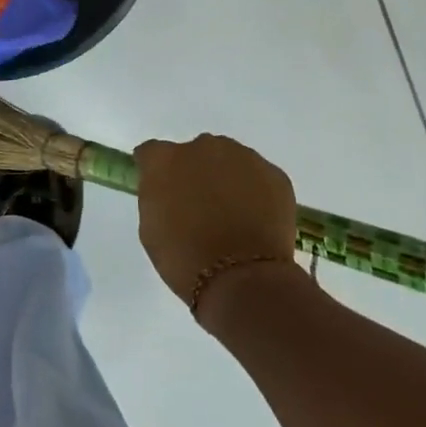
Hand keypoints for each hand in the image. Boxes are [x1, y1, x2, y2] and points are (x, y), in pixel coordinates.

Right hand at [135, 135, 298, 308]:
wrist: (242, 279)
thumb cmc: (184, 258)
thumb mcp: (150, 227)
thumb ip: (156, 196)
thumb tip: (168, 189)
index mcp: (165, 159)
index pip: (152, 152)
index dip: (156, 171)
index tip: (161, 190)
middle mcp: (203, 147)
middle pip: (195, 152)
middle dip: (195, 172)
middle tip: (199, 205)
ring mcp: (243, 157)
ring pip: (230, 161)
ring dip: (226, 179)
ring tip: (232, 214)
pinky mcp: (275, 174)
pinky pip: (258, 177)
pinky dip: (255, 193)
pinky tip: (255, 220)